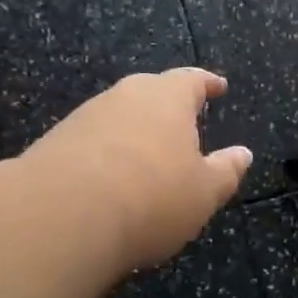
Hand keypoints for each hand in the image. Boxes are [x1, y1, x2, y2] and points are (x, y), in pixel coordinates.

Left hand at [27, 68, 252, 273]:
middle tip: (184, 123)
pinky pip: (94, 142)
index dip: (207, 83)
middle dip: (169, 106)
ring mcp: (84, 118)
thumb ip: (226, 171)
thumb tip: (242, 154)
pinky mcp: (54, 144)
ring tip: (149, 158)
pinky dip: (109, 155)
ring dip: (136, 132)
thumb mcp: (204, 193)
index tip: (218, 86)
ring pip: (119, 117)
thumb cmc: (151, 198)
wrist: (59, 218)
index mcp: (167, 98)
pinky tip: (112, 181)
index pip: (192, 80)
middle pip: (151, 93)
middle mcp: (124, 97)